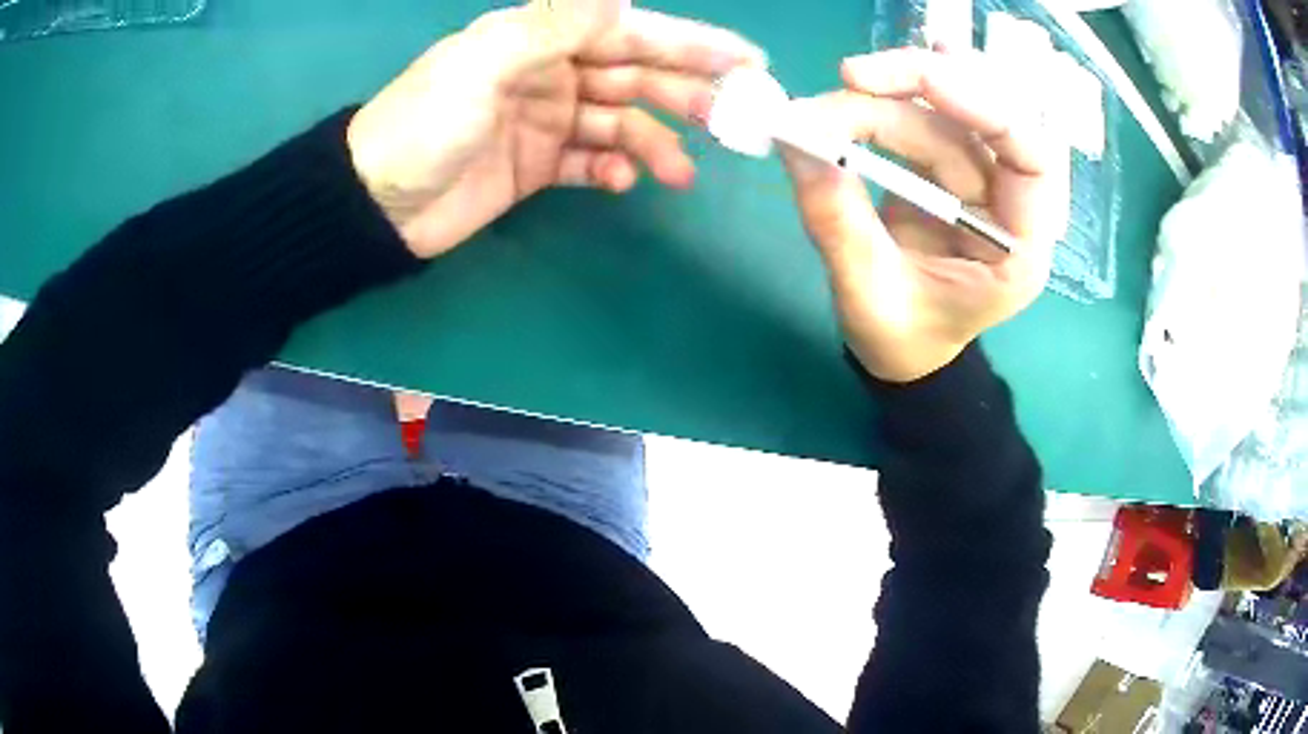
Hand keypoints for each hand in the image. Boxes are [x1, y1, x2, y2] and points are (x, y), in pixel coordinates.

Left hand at [347, 0, 765, 258]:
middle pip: (633, 76)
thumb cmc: (422, 125)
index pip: (628, 33)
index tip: (747, 62)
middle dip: (685, 94)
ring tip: (679, 173)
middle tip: (735, 122)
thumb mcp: (484, 64)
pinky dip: (611, 172)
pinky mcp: (537, 166)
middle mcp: (550, 72)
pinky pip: (588, 164)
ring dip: (653, 144)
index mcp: (539, 39)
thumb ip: (553, 24)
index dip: (690, 43)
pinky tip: (622, 183)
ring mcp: (545, 120)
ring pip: (618, 124)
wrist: (374, 205)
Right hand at [778, 47, 1069, 382]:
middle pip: (983, 119)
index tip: (924, 84)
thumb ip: (836, 223)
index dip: (987, 108)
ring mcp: (979, 182)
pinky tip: (880, 74)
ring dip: (885, 98)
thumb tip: (796, 143)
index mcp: (1020, 248)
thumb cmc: (902, 340)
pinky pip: (928, 117)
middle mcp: (1010, 204)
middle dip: (918, 87)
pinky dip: (897, 94)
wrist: (905, 351)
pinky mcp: (947, 169)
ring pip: (945, 113)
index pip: (1033, 158)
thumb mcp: (868, 296)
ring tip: (819, 110)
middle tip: (848, 78)